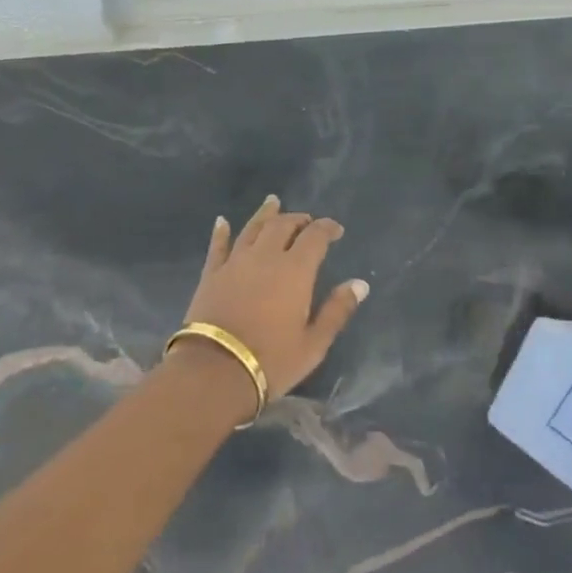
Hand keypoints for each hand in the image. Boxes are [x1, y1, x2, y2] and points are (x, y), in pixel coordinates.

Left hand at [174, 195, 367, 405]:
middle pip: (283, 225)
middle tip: (306, 221)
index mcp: (295, 270)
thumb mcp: (314, 343)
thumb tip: (360, 284)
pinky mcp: (211, 274)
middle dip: (298, 219)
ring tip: (273, 202)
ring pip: (252, 228)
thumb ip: (337, 310)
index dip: (327, 228)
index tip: (336, 229)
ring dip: (265, 214)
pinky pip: (218, 246)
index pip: (315, 237)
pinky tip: (222, 221)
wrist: (215, 371)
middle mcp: (266, 256)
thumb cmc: (272, 360)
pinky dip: (221, 232)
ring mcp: (235, 262)